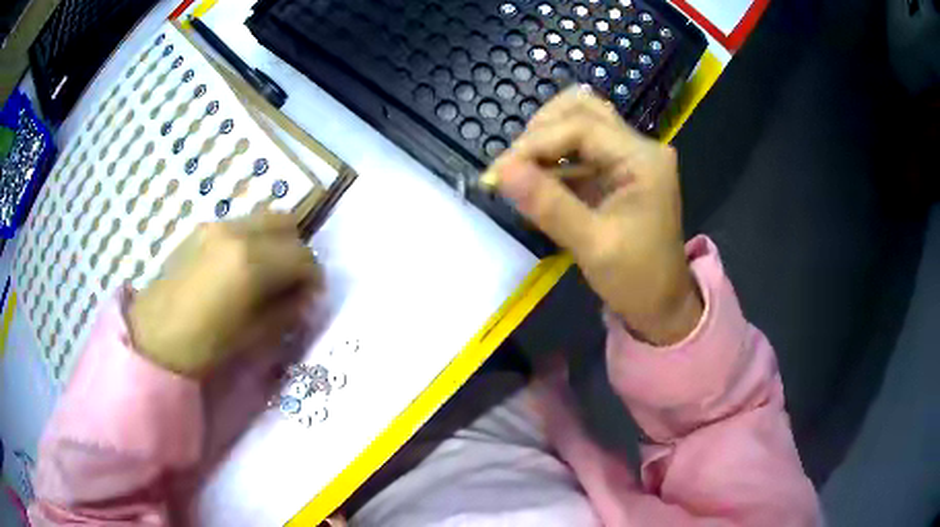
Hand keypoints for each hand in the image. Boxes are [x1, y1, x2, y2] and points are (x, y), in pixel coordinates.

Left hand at [129, 212, 320, 376]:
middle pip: (286, 223)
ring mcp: (217, 225)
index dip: (314, 277)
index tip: (311, 297)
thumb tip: (304, 297)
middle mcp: (236, 232)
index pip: (302, 255)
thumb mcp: (253, 335)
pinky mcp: (203, 229)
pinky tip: (242, 269)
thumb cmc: (203, 346)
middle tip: (293, 281)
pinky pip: (242, 224)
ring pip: (263, 218)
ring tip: (268, 274)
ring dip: (276, 242)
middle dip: (297, 250)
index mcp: (250, 262)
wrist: (153, 336)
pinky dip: (254, 240)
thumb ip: (286, 310)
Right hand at [486, 86, 701, 344]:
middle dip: (540, 131)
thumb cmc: (637, 279)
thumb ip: (548, 205)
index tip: (499, 172)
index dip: (535, 143)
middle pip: (581, 109)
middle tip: (513, 167)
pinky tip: (534, 181)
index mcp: (643, 159)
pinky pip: (579, 149)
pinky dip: (553, 159)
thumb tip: (500, 171)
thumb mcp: (592, 246)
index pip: (580, 126)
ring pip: (579, 122)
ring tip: (520, 171)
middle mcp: (638, 146)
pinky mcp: (616, 170)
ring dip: (545, 140)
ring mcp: (628, 156)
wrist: (662, 305)